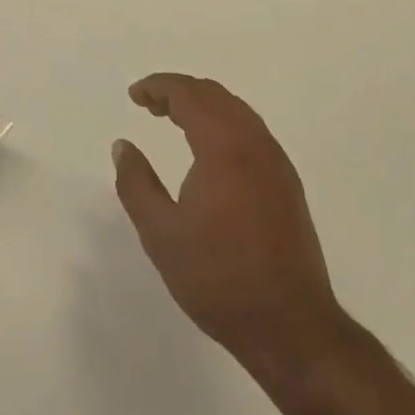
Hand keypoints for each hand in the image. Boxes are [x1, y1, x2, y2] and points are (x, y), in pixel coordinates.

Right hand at [112, 74, 347, 386]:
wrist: (292, 327)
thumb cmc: (219, 279)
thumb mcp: (161, 234)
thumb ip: (136, 184)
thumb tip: (123, 146)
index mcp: (224, 147)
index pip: (189, 94)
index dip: (158, 87)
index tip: (134, 96)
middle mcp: (255, 143)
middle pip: (215, 95)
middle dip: (179, 91)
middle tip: (150, 105)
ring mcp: (276, 163)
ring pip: (237, 110)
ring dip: (203, 105)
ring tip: (173, 120)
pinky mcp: (287, 183)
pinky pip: (251, 130)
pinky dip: (223, 122)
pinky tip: (208, 150)